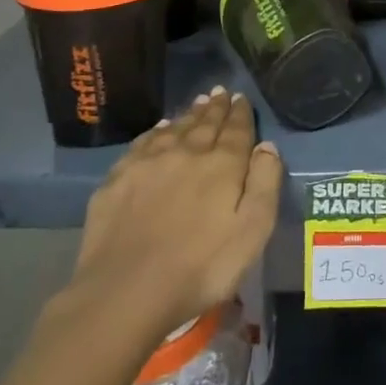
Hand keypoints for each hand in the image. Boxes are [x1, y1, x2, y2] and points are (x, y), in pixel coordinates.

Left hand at [44, 88, 283, 347]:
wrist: (125, 292)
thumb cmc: (200, 268)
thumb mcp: (252, 232)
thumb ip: (264, 184)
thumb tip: (267, 146)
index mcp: (222, 165)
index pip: (236, 130)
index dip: (241, 113)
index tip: (241, 98)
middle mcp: (187, 153)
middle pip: (205, 124)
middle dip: (216, 107)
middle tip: (220, 92)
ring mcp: (149, 163)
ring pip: (175, 128)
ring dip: (189, 114)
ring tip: (198, 103)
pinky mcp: (118, 179)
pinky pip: (143, 143)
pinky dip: (156, 131)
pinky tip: (160, 129)